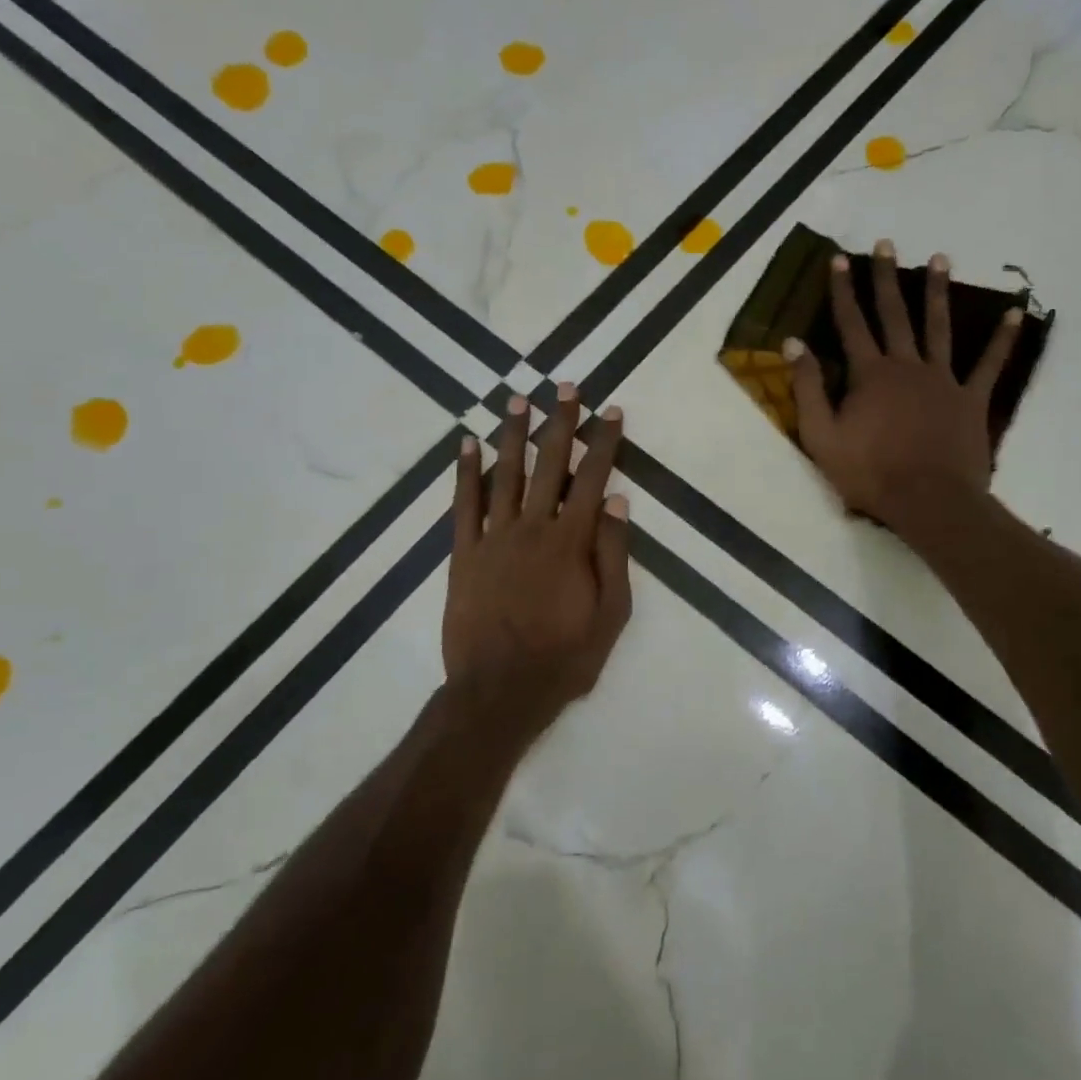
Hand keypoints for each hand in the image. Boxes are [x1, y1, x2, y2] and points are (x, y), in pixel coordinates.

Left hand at [443, 386, 631, 735]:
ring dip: (514, 435)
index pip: (592, 478)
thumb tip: (617, 501)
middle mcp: (532, 527)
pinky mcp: (463, 554)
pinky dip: (465, 473)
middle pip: (549, 464)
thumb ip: (614, 555)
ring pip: (506, 474)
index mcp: (571, 541)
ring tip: (519, 401)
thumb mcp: (611, 614)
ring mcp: (493, 538)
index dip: (603, 442)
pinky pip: (463, 505)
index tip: (611, 412)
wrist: (499, 691)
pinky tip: (468, 445)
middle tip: (566, 388)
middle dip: (560, 423)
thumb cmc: (564, 657)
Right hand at [787, 240, 1022, 534]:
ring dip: (937, 292)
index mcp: (870, 374)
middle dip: (886, 278)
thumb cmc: (869, 472)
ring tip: (940, 258)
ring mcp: (943, 380)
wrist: (928, 500)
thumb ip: (809, 388)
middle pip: (894, 314)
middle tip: (886, 244)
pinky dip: (1002, 339)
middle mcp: (906, 366)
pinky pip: (990, 364)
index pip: (851, 323)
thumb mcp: (821, 436)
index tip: (839, 259)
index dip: (843, 290)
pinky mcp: (971, 400)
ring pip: (939, 327)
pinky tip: (1015, 313)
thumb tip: (794, 343)